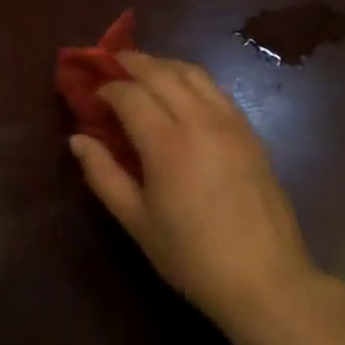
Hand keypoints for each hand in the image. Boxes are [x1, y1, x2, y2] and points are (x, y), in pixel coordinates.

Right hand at [70, 52, 324, 344]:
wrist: (267, 282)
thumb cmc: (193, 257)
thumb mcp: (137, 222)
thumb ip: (103, 175)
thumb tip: (77, 139)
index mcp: (166, 143)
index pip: (129, 94)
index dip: (106, 88)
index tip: (93, 96)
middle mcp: (198, 120)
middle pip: (160, 71)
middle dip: (132, 62)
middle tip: (111, 64)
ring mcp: (229, 122)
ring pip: (191, 72)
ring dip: (163, 64)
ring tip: (144, 71)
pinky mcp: (249, 131)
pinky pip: (215, 88)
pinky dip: (191, 78)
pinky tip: (181, 92)